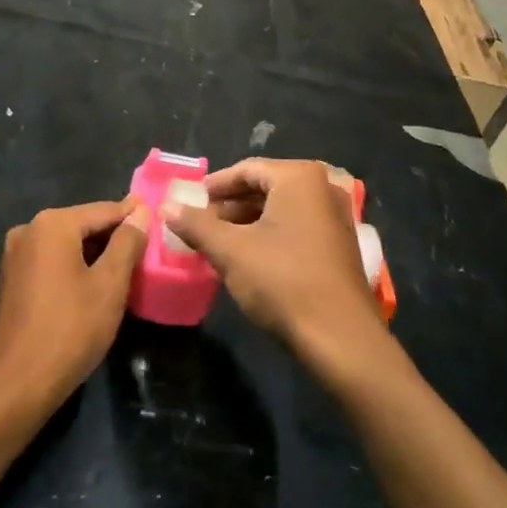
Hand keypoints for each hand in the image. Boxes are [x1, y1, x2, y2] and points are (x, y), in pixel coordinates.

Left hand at [0, 197, 147, 412]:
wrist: (16, 384)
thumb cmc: (70, 329)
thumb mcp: (109, 285)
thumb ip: (127, 243)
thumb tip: (140, 212)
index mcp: (51, 225)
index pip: (102, 211)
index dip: (131, 214)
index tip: (154, 212)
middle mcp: (27, 231)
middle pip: (80, 226)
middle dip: (111, 236)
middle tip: (143, 245)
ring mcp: (12, 257)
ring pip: (63, 246)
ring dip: (91, 254)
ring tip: (122, 266)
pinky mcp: (7, 282)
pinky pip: (47, 264)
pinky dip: (70, 268)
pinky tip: (88, 286)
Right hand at [162, 158, 377, 352]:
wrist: (340, 338)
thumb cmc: (282, 281)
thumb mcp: (230, 251)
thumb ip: (196, 225)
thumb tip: (166, 206)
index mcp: (299, 178)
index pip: (246, 169)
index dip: (214, 186)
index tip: (190, 201)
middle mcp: (322, 188)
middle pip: (265, 187)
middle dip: (229, 205)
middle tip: (200, 223)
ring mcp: (336, 217)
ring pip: (280, 209)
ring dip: (247, 222)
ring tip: (217, 242)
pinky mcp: (340, 245)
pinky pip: (296, 227)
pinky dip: (269, 235)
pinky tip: (247, 257)